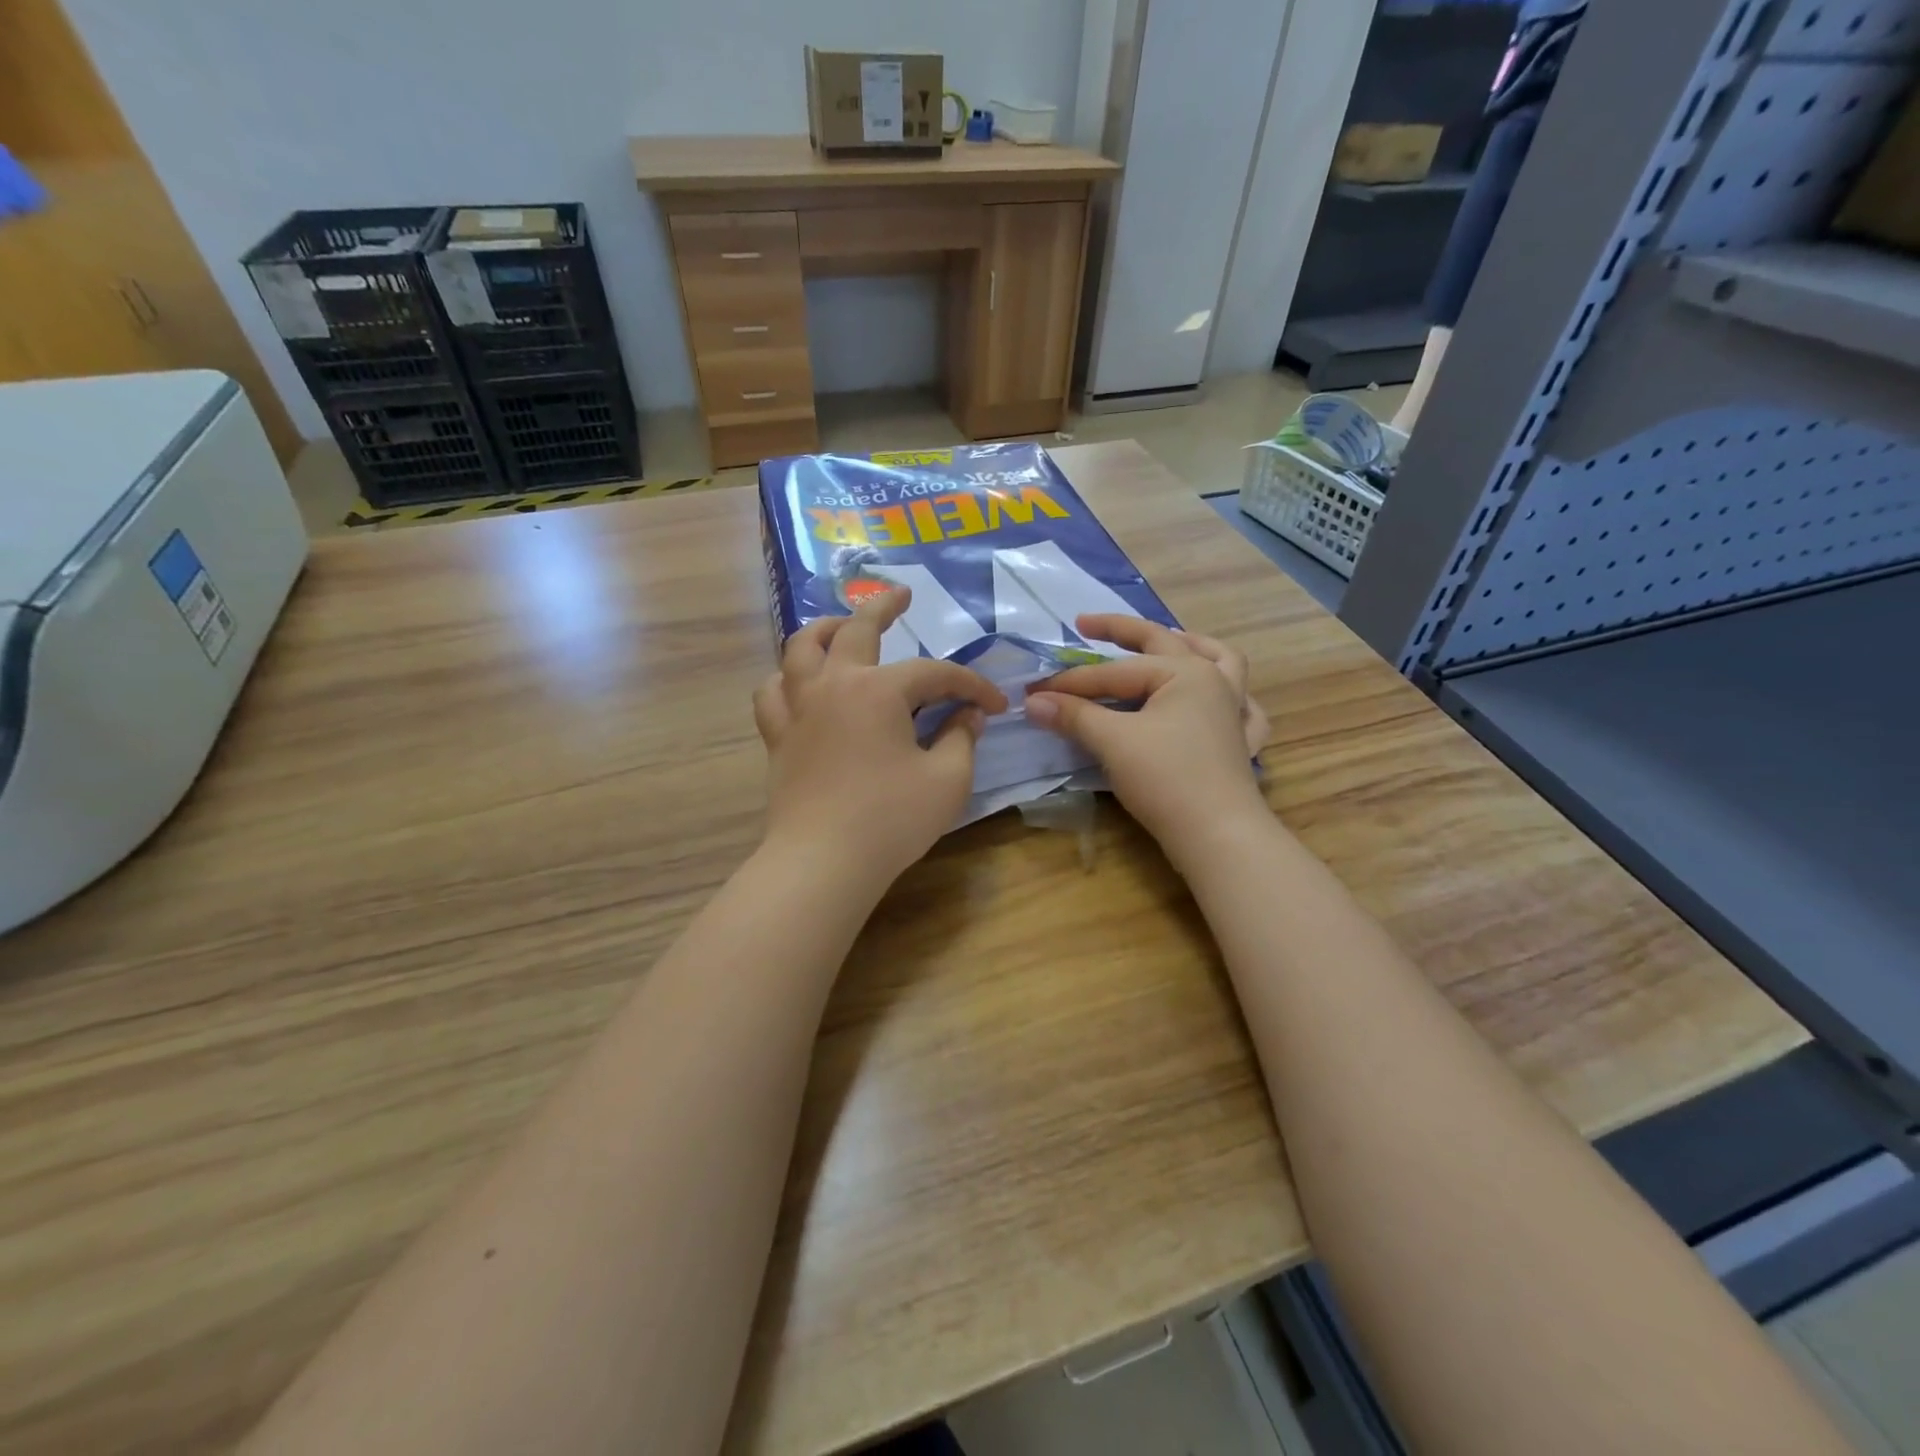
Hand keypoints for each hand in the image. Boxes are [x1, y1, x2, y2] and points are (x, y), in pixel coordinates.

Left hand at [754, 588, 1007, 889]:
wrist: (822, 862)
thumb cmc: (891, 820)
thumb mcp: (946, 780)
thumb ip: (961, 738)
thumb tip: (969, 715)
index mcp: (878, 690)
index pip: (935, 674)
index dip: (971, 686)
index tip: (996, 705)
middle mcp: (833, 684)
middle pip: (856, 628)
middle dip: (884, 606)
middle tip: (903, 594)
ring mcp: (799, 708)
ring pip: (800, 648)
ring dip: (823, 629)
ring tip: (839, 625)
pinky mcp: (778, 737)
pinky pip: (773, 691)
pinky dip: (787, 678)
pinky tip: (799, 683)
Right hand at [1025, 615, 1270, 867]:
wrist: (1217, 835)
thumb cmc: (1166, 780)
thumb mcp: (1113, 742)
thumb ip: (1074, 715)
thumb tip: (1033, 701)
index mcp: (1186, 673)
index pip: (1115, 672)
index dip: (1071, 681)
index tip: (1035, 691)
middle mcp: (1214, 681)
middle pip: (1165, 643)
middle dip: (1123, 631)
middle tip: (1086, 625)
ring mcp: (1233, 711)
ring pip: (1220, 662)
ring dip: (1192, 646)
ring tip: (1171, 639)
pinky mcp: (1240, 743)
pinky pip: (1244, 708)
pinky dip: (1233, 697)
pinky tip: (1220, 700)